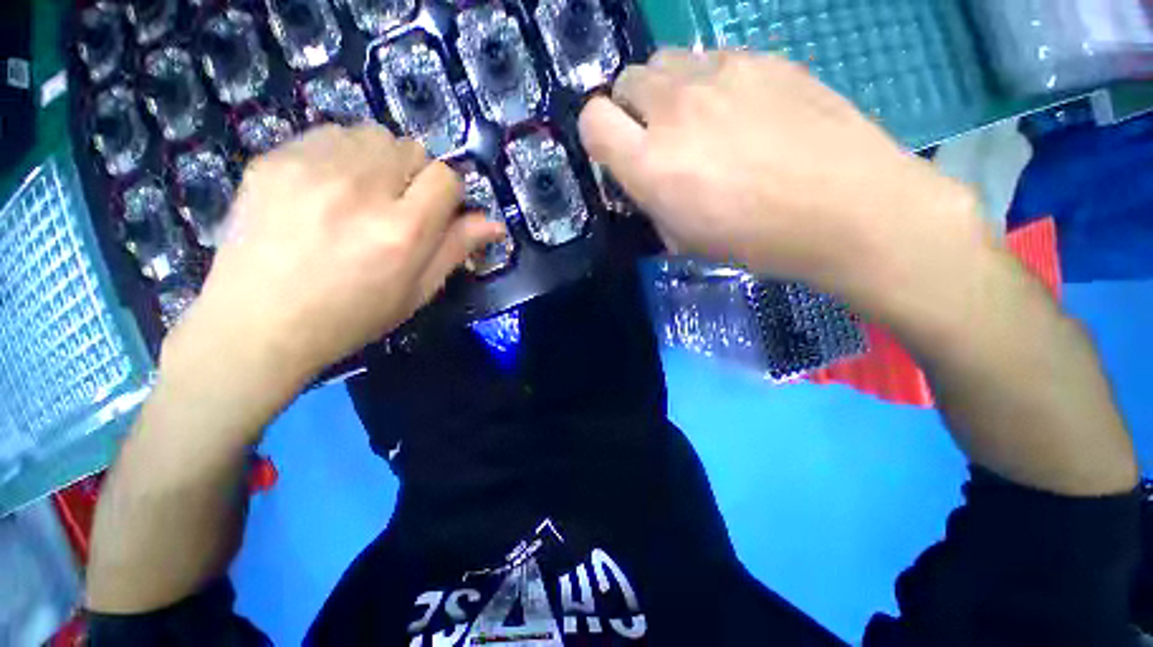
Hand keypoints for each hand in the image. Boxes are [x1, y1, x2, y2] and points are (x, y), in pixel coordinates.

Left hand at [164, 125, 503, 394]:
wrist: (257, 324)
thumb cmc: (351, 317)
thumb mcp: (417, 292)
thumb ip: (455, 250)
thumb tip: (494, 224)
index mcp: (401, 231)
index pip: (446, 178)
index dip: (448, 193)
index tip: (436, 212)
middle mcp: (361, 190)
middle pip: (411, 148)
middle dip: (415, 175)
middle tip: (397, 207)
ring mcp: (311, 169)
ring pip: (371, 135)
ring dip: (379, 160)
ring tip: (362, 194)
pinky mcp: (273, 159)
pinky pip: (328, 134)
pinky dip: (341, 154)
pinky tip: (327, 188)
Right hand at [579, 50, 986, 311]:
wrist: (846, 208)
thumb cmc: (756, 239)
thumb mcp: (684, 238)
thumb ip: (652, 201)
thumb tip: (648, 180)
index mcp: (651, 163)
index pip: (592, 120)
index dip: (598, 134)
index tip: (616, 152)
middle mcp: (674, 109)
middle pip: (625, 81)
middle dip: (631, 109)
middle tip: (657, 138)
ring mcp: (720, 74)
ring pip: (666, 62)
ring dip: (667, 90)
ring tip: (697, 120)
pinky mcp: (762, 58)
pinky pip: (713, 59)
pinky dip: (710, 82)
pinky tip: (740, 110)